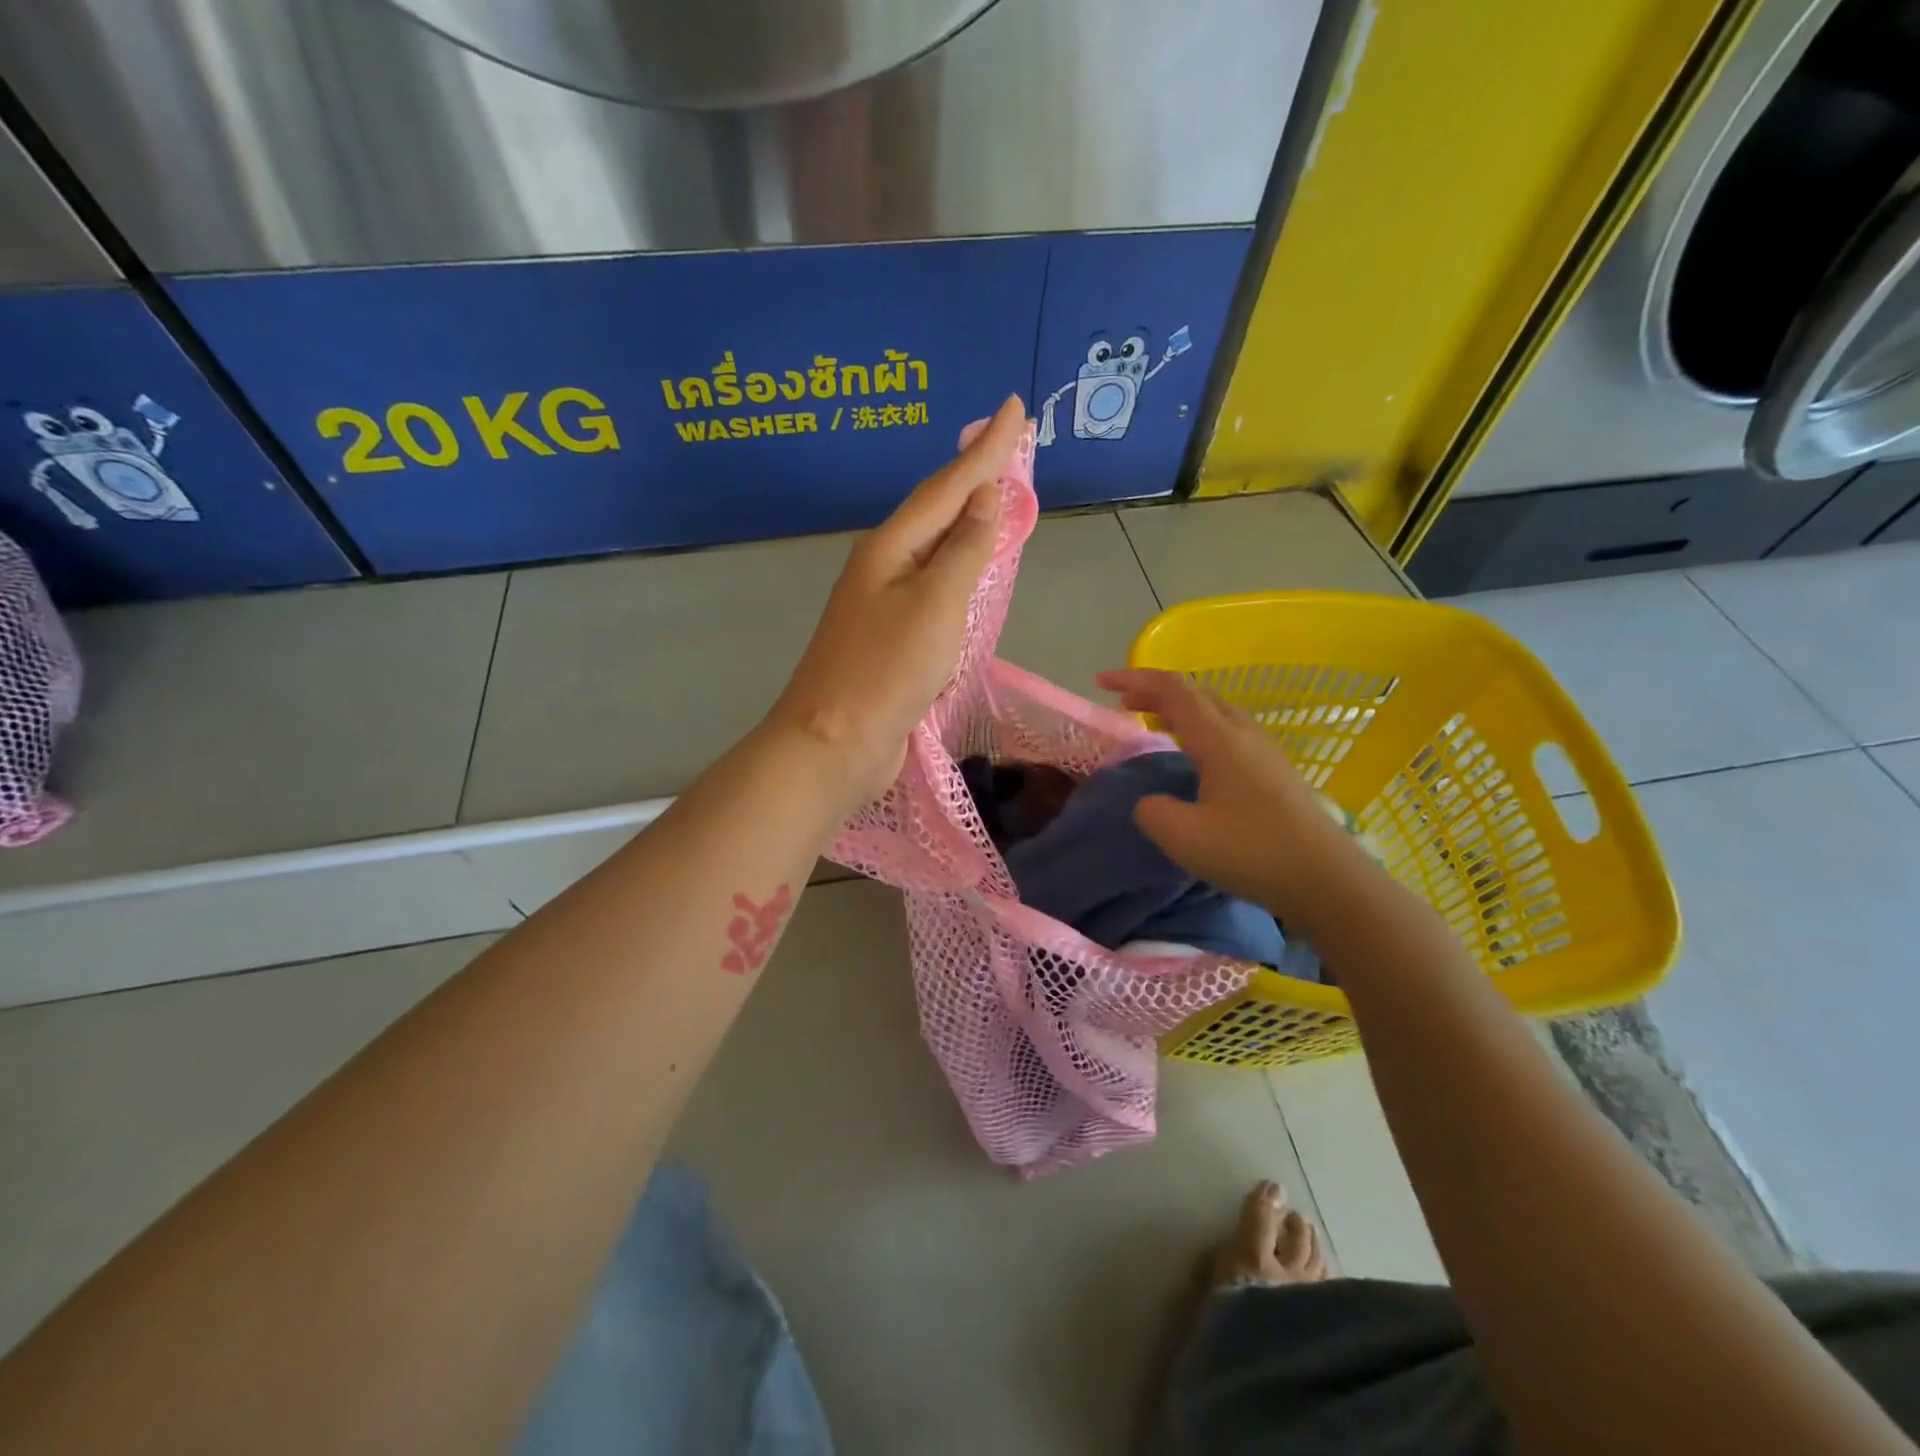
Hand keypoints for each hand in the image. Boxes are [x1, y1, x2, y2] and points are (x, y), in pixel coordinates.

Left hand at [769, 395, 1025, 805]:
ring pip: (934, 549)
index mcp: (891, 547)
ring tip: (993, 495)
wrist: (835, 741)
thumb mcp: (936, 603)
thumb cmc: (887, 669)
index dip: (986, 448)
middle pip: (936, 510)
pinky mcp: (891, 639)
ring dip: (965, 520)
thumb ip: (964, 550)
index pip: (947, 485)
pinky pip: (933, 589)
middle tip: (1008, 443)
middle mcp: (884, 566)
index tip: (1014, 407)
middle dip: (974, 475)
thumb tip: (983, 498)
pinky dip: (958, 569)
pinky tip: (968, 570)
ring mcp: (883, 604)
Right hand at [1096, 668, 1358, 917]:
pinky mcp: (1276, 772)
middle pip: (1196, 693)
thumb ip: (1151, 811)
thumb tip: (1151, 802)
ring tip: (1154, 722)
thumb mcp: (1182, 836)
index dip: (1134, 680)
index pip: (1171, 689)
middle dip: (1155, 690)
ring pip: (1216, 710)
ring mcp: (1265, 751)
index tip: (1101, 683)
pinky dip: (1200, 728)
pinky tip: (1195, 756)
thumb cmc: (1251, 851)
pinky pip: (1229, 731)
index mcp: (1218, 738)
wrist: (1327, 880)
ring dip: (1180, 708)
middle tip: (1123, 704)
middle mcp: (1243, 733)